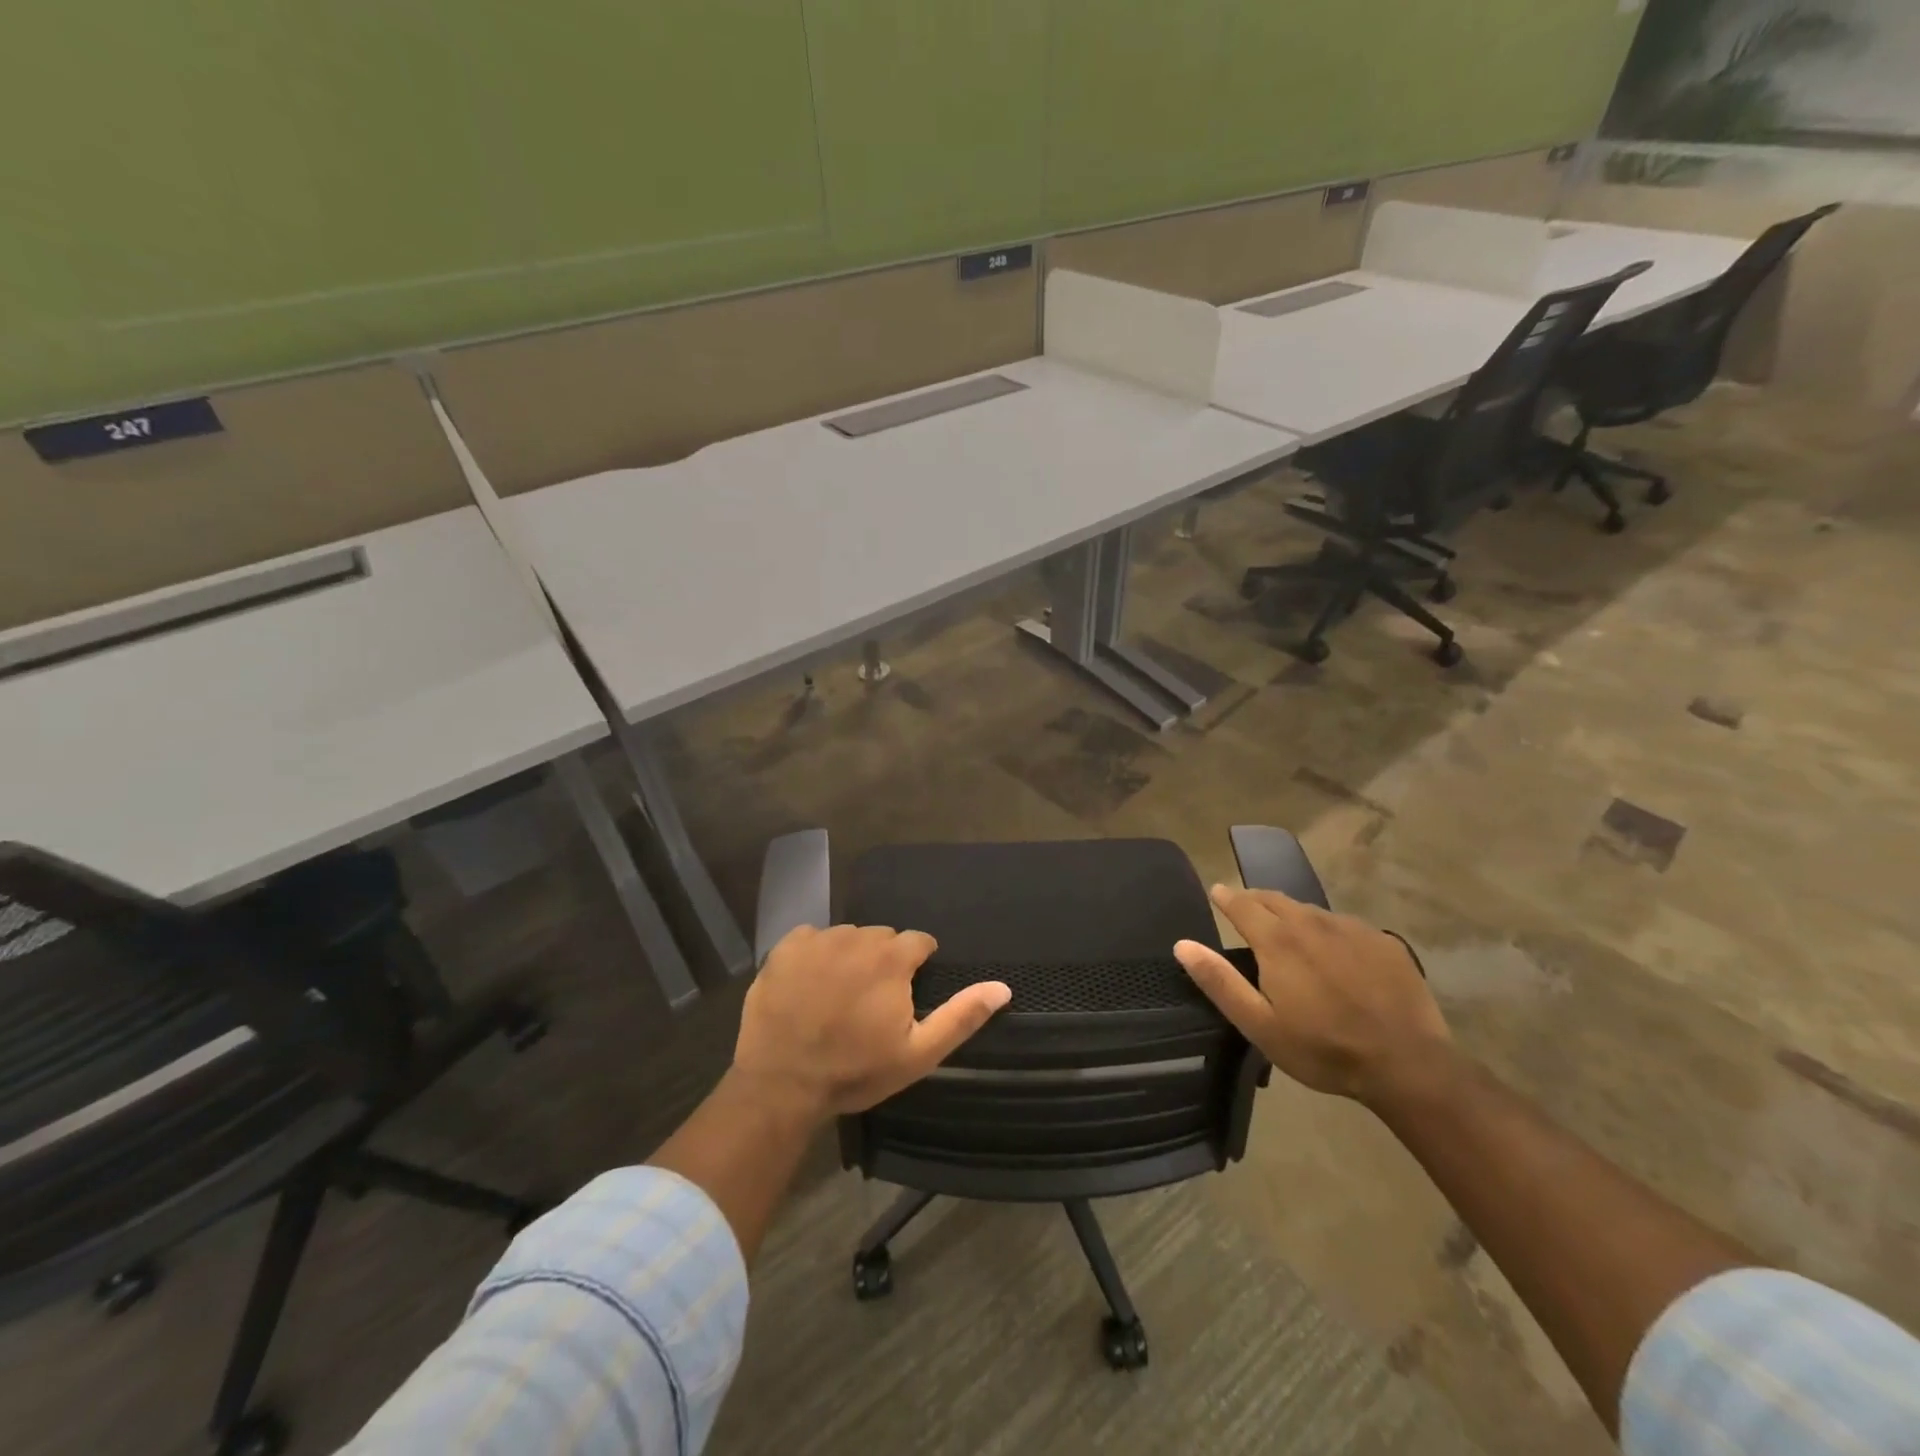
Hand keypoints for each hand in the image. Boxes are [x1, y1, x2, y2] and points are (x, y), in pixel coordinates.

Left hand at [733, 924, 1010, 1119]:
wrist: (781, 1084)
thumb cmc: (855, 1070)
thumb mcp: (918, 1054)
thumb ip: (961, 1016)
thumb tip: (1003, 987)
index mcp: (892, 958)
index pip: (919, 942)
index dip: (917, 966)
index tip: (906, 994)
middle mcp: (857, 937)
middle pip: (882, 938)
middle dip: (884, 961)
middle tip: (870, 1001)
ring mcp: (818, 940)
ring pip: (847, 937)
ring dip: (850, 957)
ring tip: (838, 996)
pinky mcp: (785, 948)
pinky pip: (811, 939)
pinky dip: (815, 955)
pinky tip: (809, 986)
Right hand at [1173, 884, 1449, 1106]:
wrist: (1407, 1065)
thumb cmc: (1322, 1049)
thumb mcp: (1259, 1024)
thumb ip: (1219, 981)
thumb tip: (1183, 944)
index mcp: (1277, 941)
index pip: (1242, 904)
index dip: (1226, 897)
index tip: (1216, 892)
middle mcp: (1312, 923)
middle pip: (1276, 899)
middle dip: (1256, 899)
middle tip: (1246, 908)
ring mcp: (1351, 929)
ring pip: (1311, 911)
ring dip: (1293, 915)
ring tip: (1288, 931)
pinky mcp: (1383, 942)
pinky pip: (1345, 926)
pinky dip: (1329, 931)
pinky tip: (1335, 953)